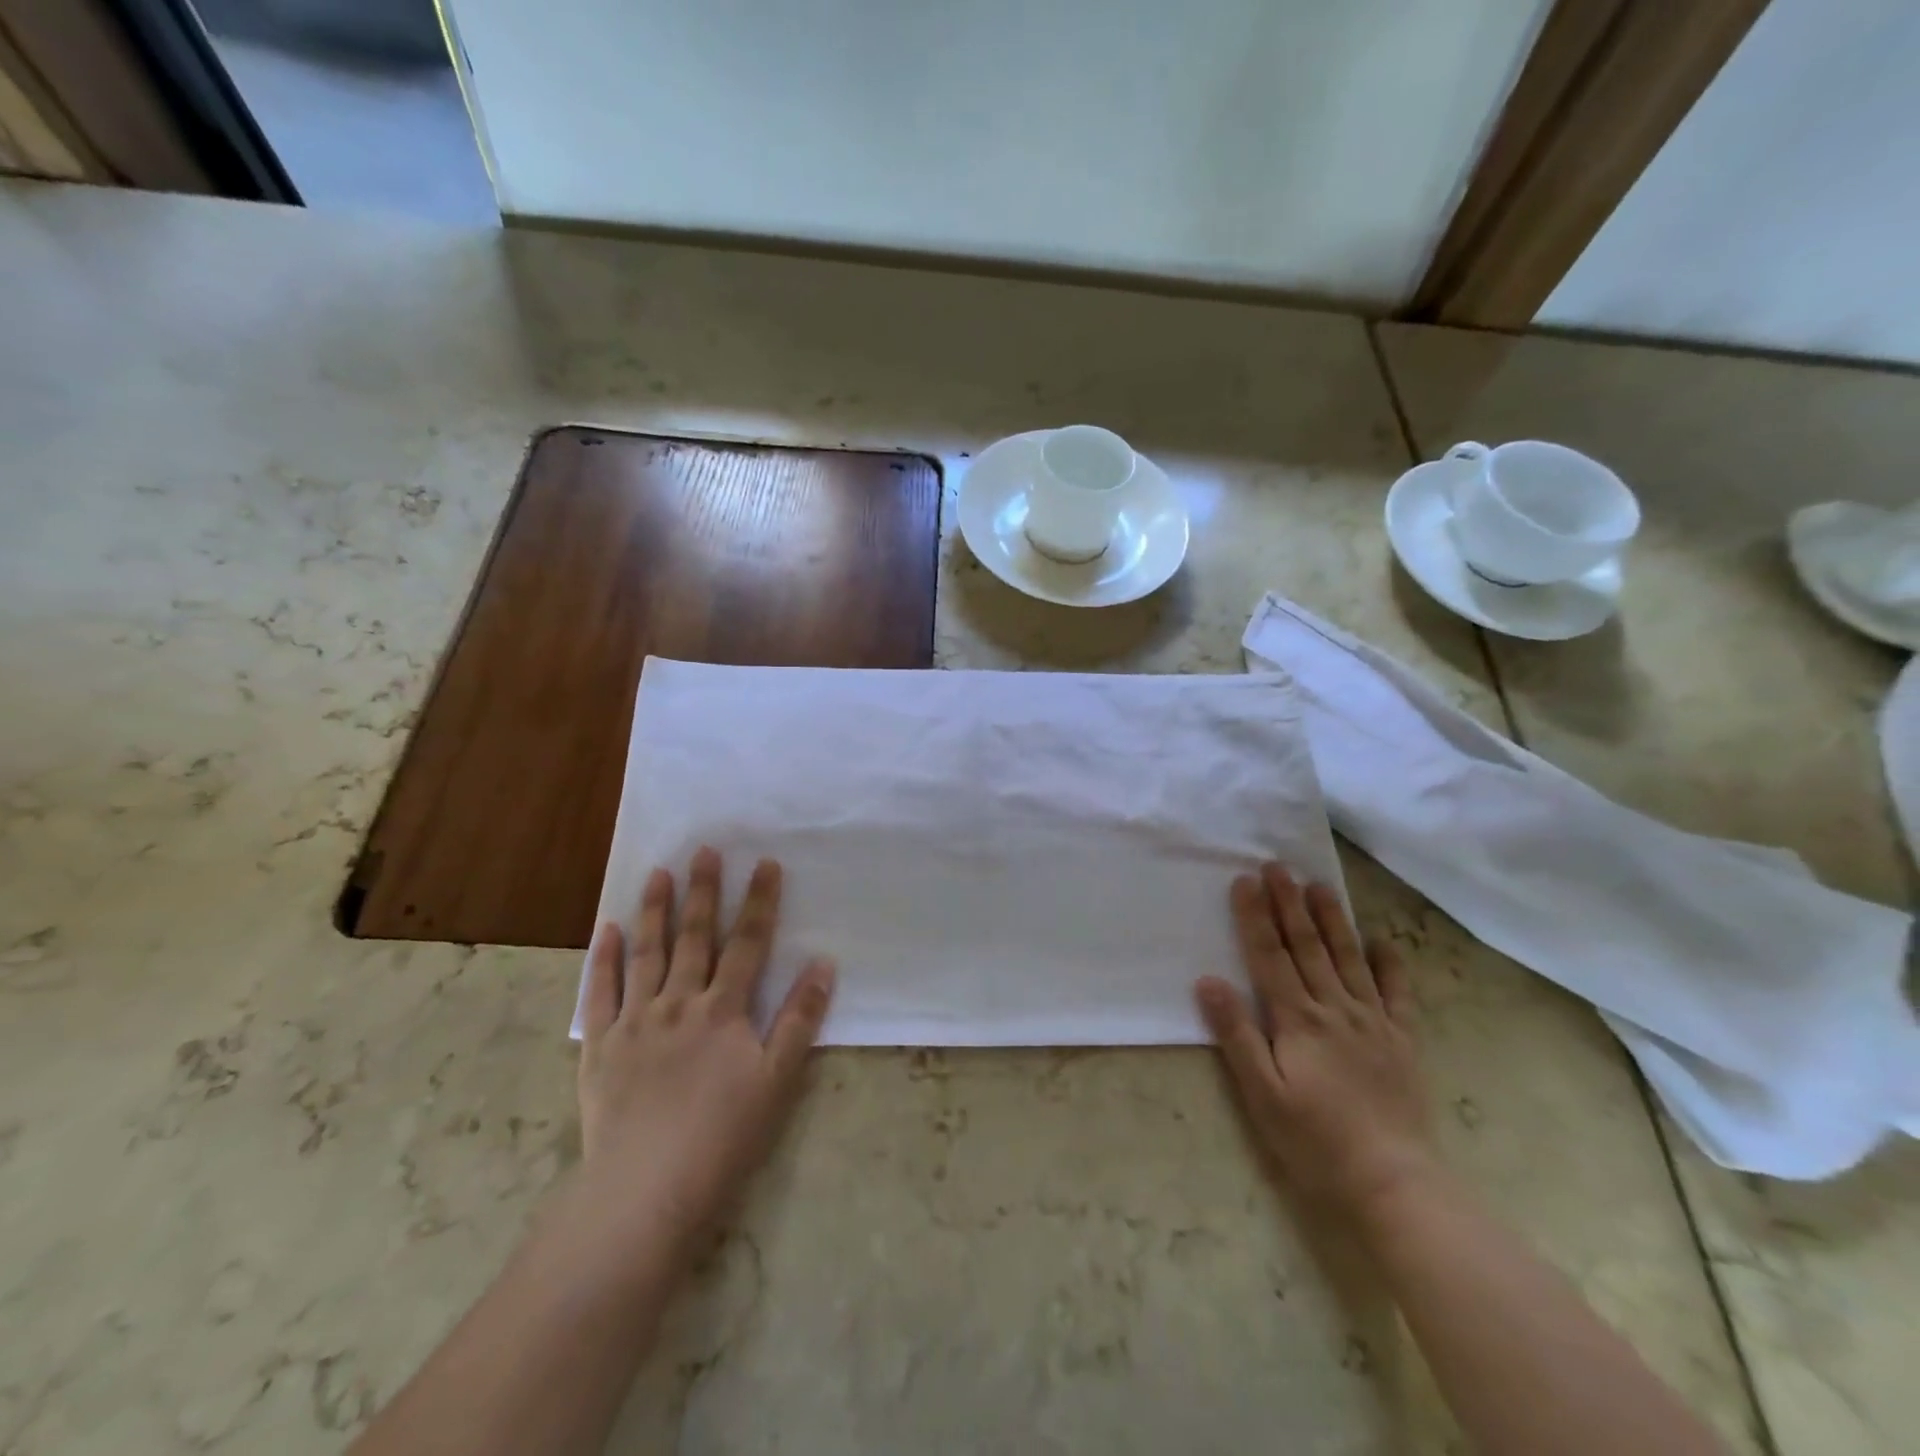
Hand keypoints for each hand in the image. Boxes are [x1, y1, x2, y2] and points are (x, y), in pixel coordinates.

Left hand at [572, 847, 835, 1279]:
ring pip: (647, 954)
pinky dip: (603, 959)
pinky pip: (599, 993)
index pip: (747, 943)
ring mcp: (635, 1022)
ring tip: (660, 873)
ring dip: (654, 911)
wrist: (645, 1190)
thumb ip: (799, 1018)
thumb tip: (823, 963)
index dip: (760, 902)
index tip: (765, 863)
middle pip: (695, 938)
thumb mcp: (777, 1080)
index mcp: (724, 1010)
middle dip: (705, 891)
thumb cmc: (723, 1136)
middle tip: (706, 850)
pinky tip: (606, 930)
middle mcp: (679, 1003)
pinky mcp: (600, 1046)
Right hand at [1195, 863, 1435, 1216]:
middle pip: (1307, 947)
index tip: (1245, 880)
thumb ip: (1236, 1034)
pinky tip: (1382, 943)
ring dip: (1332, 920)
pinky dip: (1390, 965)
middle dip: (1289, 904)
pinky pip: (1397, 994)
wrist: (1395, 1183)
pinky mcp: (1402, 1042)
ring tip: (1320, 886)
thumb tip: (1208, 980)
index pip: (1270, 955)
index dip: (1255, 916)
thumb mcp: (1261, 1094)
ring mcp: (1373, 1023)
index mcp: (1297, 1019)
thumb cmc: (1315, 1141)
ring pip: (1348, 959)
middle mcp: (1335, 1009)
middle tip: (1278, 866)